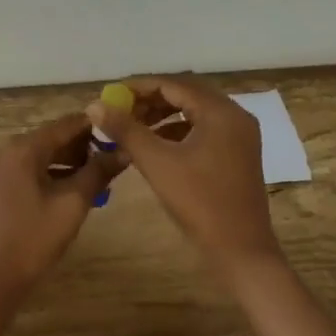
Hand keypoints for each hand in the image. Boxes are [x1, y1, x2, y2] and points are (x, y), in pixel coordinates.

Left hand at [0, 114, 122, 297]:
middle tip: (114, 156)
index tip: (120, 130)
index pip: (65, 124)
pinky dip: (54, 172)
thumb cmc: (37, 237)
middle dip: (84, 145)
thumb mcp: (74, 202)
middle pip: (53, 137)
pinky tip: (76, 185)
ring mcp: (0, 168)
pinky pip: (32, 168)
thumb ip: (99, 171)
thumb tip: (125, 151)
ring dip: (70, 160)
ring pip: (43, 153)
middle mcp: (7, 150)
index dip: (95, 126)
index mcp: (23, 148)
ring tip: (100, 173)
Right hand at [86, 76, 281, 265]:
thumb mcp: (157, 163)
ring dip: (164, 115)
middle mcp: (235, 116)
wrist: (240, 250)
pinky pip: (204, 130)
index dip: (140, 87)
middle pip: (187, 94)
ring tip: (133, 127)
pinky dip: (178, 131)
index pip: (174, 84)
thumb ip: (126, 130)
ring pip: (195, 112)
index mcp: (220, 112)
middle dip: (151, 99)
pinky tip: (156, 145)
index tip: (110, 93)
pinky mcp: (238, 154)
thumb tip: (94, 105)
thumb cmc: (199, 202)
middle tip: (120, 109)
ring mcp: (240, 136)